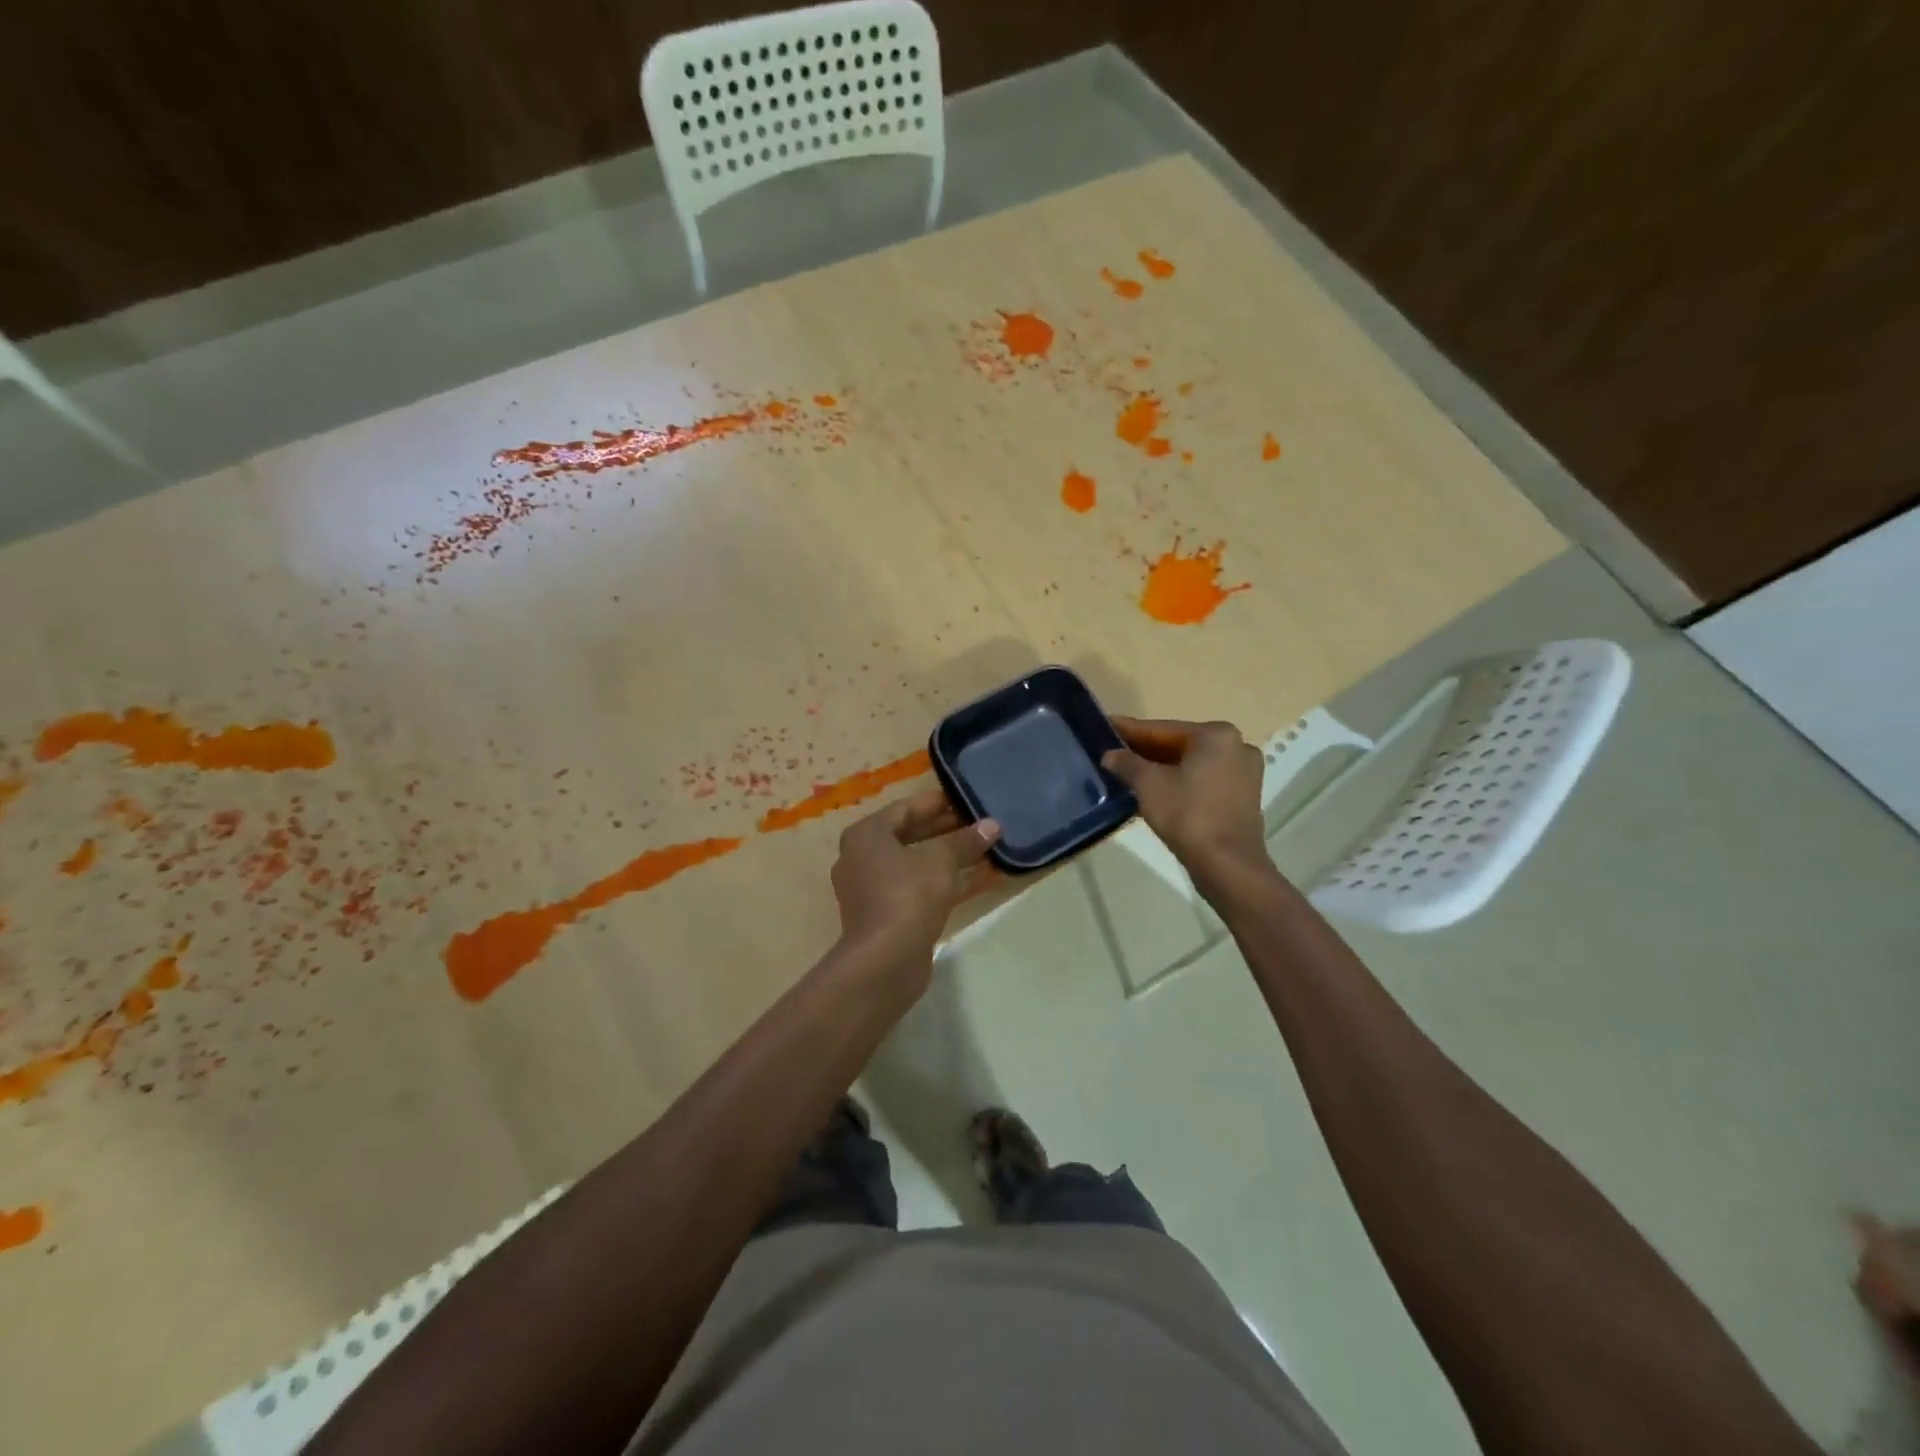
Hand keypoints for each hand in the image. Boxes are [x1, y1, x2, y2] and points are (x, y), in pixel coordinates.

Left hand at [831, 789, 1000, 966]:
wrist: (885, 960)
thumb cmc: (908, 895)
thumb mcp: (941, 860)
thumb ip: (966, 840)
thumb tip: (993, 825)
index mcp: (866, 835)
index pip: (905, 808)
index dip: (938, 803)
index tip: (967, 801)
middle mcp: (861, 858)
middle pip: (909, 836)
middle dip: (945, 831)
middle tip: (979, 825)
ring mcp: (871, 889)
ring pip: (915, 864)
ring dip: (947, 858)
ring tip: (983, 850)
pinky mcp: (885, 915)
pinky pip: (917, 888)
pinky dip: (942, 882)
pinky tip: (975, 880)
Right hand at [1103, 717, 1266, 879]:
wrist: (1227, 865)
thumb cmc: (1188, 815)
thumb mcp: (1148, 785)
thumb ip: (1127, 764)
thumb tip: (1110, 755)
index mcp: (1216, 735)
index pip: (1163, 729)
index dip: (1131, 731)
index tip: (1108, 727)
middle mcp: (1236, 747)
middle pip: (1179, 745)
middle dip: (1146, 751)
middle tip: (1114, 753)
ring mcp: (1244, 774)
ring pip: (1192, 765)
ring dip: (1162, 770)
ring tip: (1129, 773)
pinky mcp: (1243, 798)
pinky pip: (1203, 782)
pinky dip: (1180, 784)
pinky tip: (1154, 792)